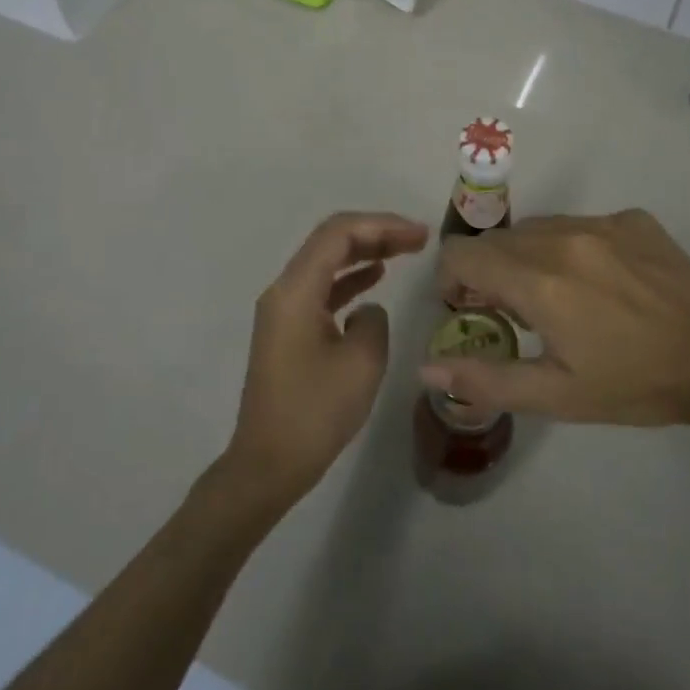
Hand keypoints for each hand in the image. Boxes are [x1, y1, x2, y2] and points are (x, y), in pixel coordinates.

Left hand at [222, 212, 429, 504]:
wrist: (269, 464)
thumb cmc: (315, 413)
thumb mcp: (361, 363)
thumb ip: (374, 320)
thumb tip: (368, 310)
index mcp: (296, 291)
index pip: (339, 233)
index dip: (382, 225)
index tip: (420, 234)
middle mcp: (284, 291)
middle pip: (330, 242)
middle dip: (376, 233)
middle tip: (419, 238)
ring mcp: (283, 311)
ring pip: (326, 263)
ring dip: (365, 252)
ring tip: (406, 251)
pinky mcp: (288, 331)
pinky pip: (322, 289)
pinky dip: (350, 278)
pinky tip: (376, 279)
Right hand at [423, 210, 689, 428]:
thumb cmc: (633, 384)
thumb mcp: (556, 395)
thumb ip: (485, 378)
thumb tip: (426, 367)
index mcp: (538, 281)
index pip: (461, 253)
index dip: (453, 280)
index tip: (472, 308)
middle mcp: (562, 238)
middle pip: (497, 240)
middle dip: (491, 272)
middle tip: (516, 311)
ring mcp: (600, 222)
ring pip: (537, 228)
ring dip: (530, 257)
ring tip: (560, 295)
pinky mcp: (631, 218)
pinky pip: (579, 223)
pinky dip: (572, 247)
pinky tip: (602, 282)